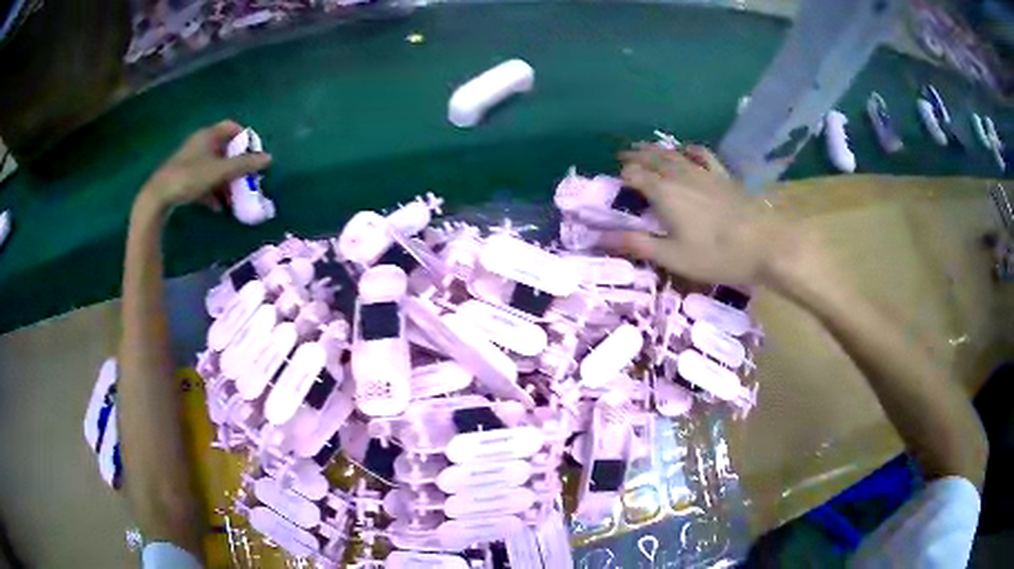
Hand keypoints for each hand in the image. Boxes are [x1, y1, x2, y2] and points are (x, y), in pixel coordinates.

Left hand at [136, 120, 271, 215]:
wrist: (158, 197)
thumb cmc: (190, 177)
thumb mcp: (220, 171)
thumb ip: (244, 165)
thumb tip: (268, 158)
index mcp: (207, 135)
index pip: (231, 127)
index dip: (244, 137)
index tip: (253, 153)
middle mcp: (199, 144)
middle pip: (223, 149)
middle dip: (236, 164)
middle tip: (246, 178)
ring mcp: (190, 162)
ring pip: (213, 167)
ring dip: (225, 180)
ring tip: (233, 196)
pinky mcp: (183, 178)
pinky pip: (203, 181)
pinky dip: (212, 191)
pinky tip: (217, 206)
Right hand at [604, 143, 799, 286]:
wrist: (764, 244)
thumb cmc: (716, 255)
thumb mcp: (672, 256)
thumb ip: (637, 244)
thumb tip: (600, 237)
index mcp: (664, 193)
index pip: (635, 175)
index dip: (622, 176)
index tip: (614, 182)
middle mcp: (680, 175)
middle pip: (651, 158)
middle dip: (634, 156)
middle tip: (622, 155)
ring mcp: (703, 172)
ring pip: (673, 153)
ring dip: (655, 149)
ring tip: (644, 147)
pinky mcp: (723, 175)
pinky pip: (702, 155)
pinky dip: (689, 149)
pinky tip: (686, 150)